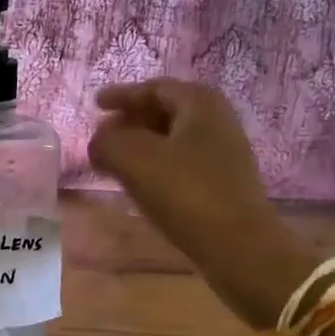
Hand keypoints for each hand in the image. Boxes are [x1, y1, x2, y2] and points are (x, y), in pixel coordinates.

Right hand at [88, 79, 311, 325]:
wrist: (239, 248)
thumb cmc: (185, 193)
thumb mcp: (133, 159)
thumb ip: (107, 141)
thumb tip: (100, 141)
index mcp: (199, 103)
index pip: (153, 88)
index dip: (121, 95)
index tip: (96, 105)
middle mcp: (217, 120)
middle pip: (165, 111)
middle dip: (131, 121)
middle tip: (102, 135)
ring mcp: (224, 153)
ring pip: (173, 139)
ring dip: (141, 146)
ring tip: (114, 161)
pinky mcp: (224, 182)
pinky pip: (181, 162)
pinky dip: (156, 165)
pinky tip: (139, 183)